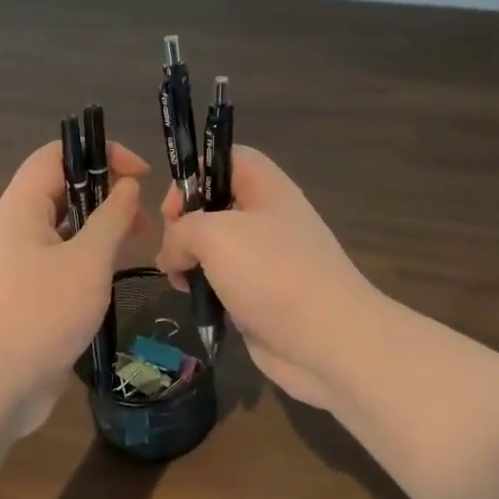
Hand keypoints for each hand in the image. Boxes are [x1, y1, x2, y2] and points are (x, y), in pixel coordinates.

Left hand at [0, 139, 153, 434]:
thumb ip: (111, 219)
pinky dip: (89, 262)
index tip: (141, 175)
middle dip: (106, 195)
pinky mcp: (26, 295)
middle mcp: (15, 228)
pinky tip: (114, 280)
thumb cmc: (41, 313)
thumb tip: (127, 187)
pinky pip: (60, 263)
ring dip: (101, 231)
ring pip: (64, 230)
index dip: (101, 153)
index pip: (57, 155)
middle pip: (62, 191)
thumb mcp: (87, 261)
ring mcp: (18, 264)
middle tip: (145, 220)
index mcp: (21, 207)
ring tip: (138, 248)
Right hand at [156, 145, 380, 409]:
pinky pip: (222, 281)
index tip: (174, 208)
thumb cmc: (272, 274)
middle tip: (174, 250)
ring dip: (190, 261)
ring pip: (214, 247)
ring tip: (181, 281)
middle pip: (214, 203)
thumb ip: (180, 232)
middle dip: (184, 224)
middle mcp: (268, 218)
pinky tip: (197, 301)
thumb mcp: (214, 235)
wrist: (327, 341)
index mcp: (266, 189)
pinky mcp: (259, 296)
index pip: (226, 157)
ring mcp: (266, 260)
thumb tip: (171, 256)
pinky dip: (205, 289)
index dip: (194, 172)